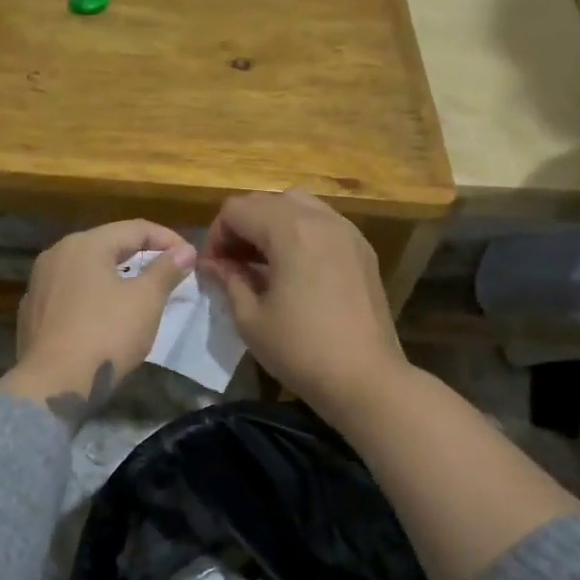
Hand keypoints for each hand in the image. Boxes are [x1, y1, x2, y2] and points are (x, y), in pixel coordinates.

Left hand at [0, 220, 195, 425]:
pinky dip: (93, 295)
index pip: (135, 228)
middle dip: (141, 255)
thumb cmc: (105, 335)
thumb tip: (186, 250)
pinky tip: (106, 315)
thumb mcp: (145, 300)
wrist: (53, 384)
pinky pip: (70, 293)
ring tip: (141, 292)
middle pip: (108, 245)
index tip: (190, 259)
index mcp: (85, 244)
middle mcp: (57, 254)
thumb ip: (166, 270)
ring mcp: (39, 283)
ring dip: (116, 275)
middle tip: (169, 272)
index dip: (168, 239)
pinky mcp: (32, 312)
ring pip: (87, 269)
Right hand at [197, 190, 405, 418]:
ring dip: (272, 225)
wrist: (365, 378)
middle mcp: (320, 219)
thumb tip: (215, 265)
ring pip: (298, 205)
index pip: (237, 209)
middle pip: (267, 201)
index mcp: (290, 230)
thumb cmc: (300, 350)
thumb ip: (229, 280)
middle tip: (233, 264)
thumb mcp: (250, 319)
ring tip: (263, 263)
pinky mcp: (362, 249)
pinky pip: (323, 223)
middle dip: (243, 226)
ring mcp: (347, 231)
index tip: (214, 269)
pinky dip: (301, 233)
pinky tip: (295, 269)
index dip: (216, 235)